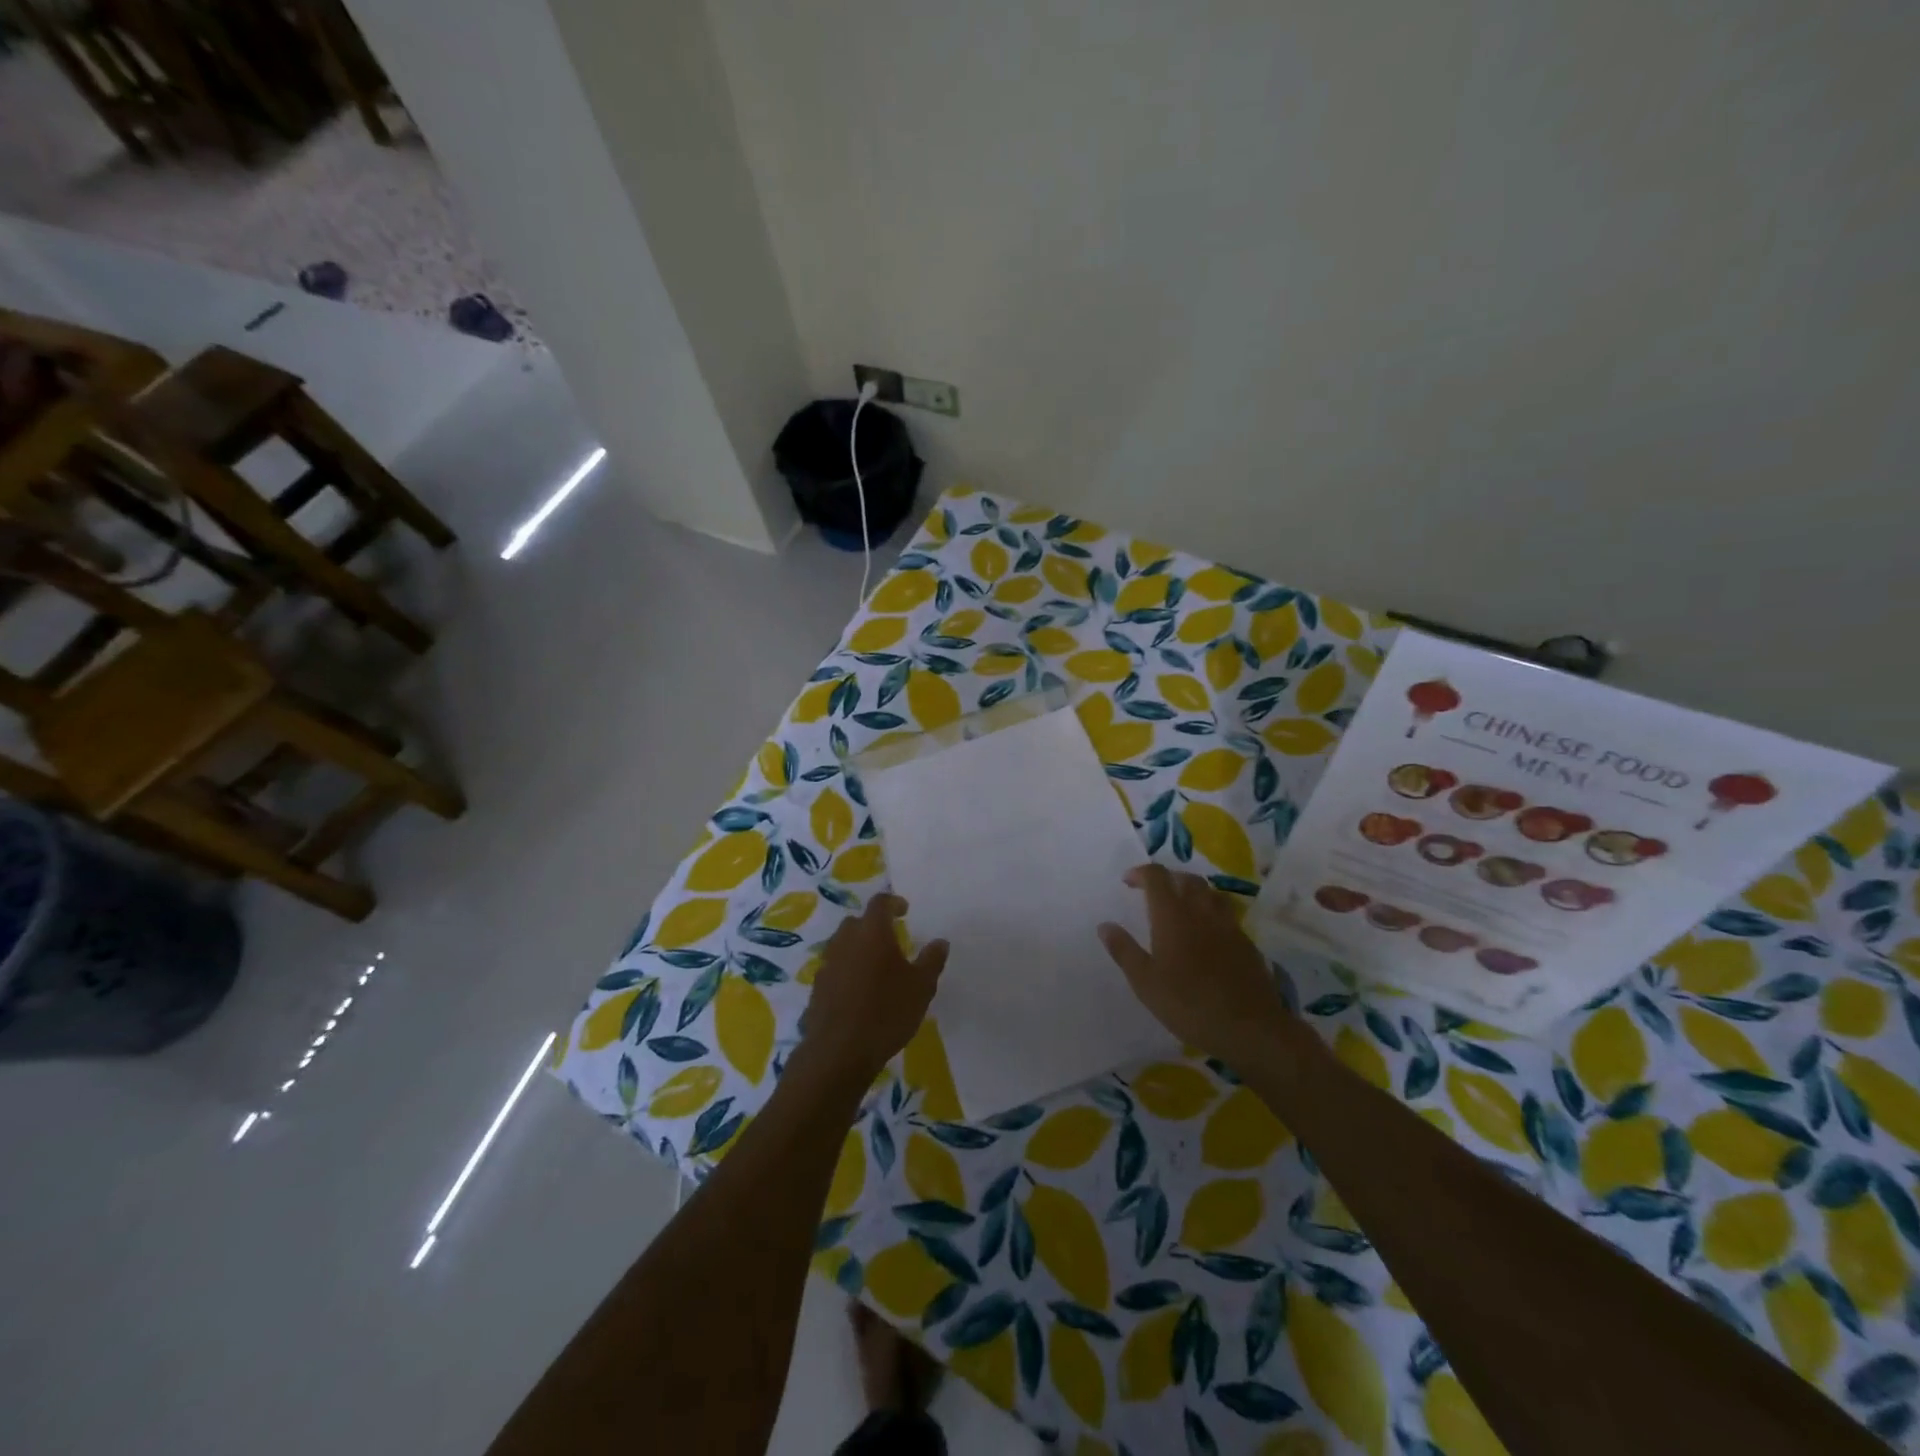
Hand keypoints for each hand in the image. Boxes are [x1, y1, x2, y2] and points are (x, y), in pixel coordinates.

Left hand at [799, 894, 948, 1082]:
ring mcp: (827, 964)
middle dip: (873, 926)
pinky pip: (834, 969)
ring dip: (858, 949)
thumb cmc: (886, 1012)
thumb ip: (932, 960)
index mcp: (872, 932)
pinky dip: (847, 971)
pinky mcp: (817, 988)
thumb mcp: (921, 987)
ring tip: (876, 968)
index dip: (893, 902)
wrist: (838, 1052)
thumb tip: (940, 941)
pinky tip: (859, 993)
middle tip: (891, 941)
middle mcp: (845, 940)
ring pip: (843, 945)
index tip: (905, 910)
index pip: (880, 903)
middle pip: (857, 922)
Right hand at [1099, 864, 1290, 1069]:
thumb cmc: (1188, 1004)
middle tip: (1153, 892)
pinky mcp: (1246, 942)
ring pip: (1210, 893)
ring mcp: (1228, 925)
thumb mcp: (1145, 982)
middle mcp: (1201, 911)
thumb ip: (1124, 950)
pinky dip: (1211, 913)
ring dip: (1193, 891)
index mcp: (1172, 915)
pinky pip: (1226, 914)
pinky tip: (1207, 934)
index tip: (1128, 881)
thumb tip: (1105, 925)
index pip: (1157, 877)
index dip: (1141, 873)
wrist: (1249, 1028)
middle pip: (1186, 879)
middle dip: (1168, 878)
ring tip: (1181, 907)